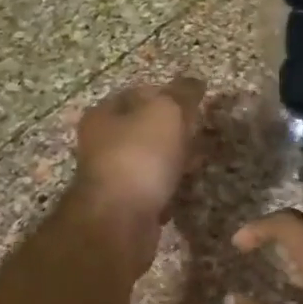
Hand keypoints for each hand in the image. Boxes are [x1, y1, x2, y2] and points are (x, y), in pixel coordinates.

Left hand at [69, 78, 203, 267]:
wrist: (119, 221)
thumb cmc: (140, 156)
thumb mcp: (167, 112)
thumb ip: (182, 94)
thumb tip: (195, 82)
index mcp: (104, 114)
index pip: (139, 93)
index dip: (169, 93)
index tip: (195, 103)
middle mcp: (101, 143)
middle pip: (144, 128)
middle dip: (174, 129)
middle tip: (201, 132)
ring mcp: (111, 176)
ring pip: (149, 159)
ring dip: (173, 159)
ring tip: (199, 161)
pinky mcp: (123, 205)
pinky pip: (151, 188)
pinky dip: (168, 187)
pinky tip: (183, 190)